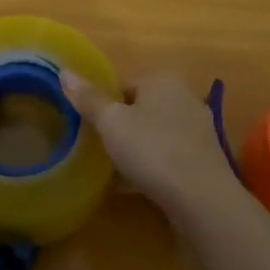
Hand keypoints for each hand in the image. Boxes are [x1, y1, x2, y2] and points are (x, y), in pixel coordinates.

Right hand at [64, 71, 244, 224]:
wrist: (203, 199)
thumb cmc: (152, 149)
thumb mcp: (111, 122)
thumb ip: (89, 98)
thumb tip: (64, 71)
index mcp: (162, 80)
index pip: (124, 84)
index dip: (104, 104)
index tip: (91, 127)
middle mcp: (185, 97)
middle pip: (142, 108)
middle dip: (123, 125)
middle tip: (101, 147)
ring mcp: (199, 129)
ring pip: (157, 133)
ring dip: (139, 147)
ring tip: (117, 169)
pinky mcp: (206, 159)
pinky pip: (170, 156)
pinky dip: (155, 166)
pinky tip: (139, 186)